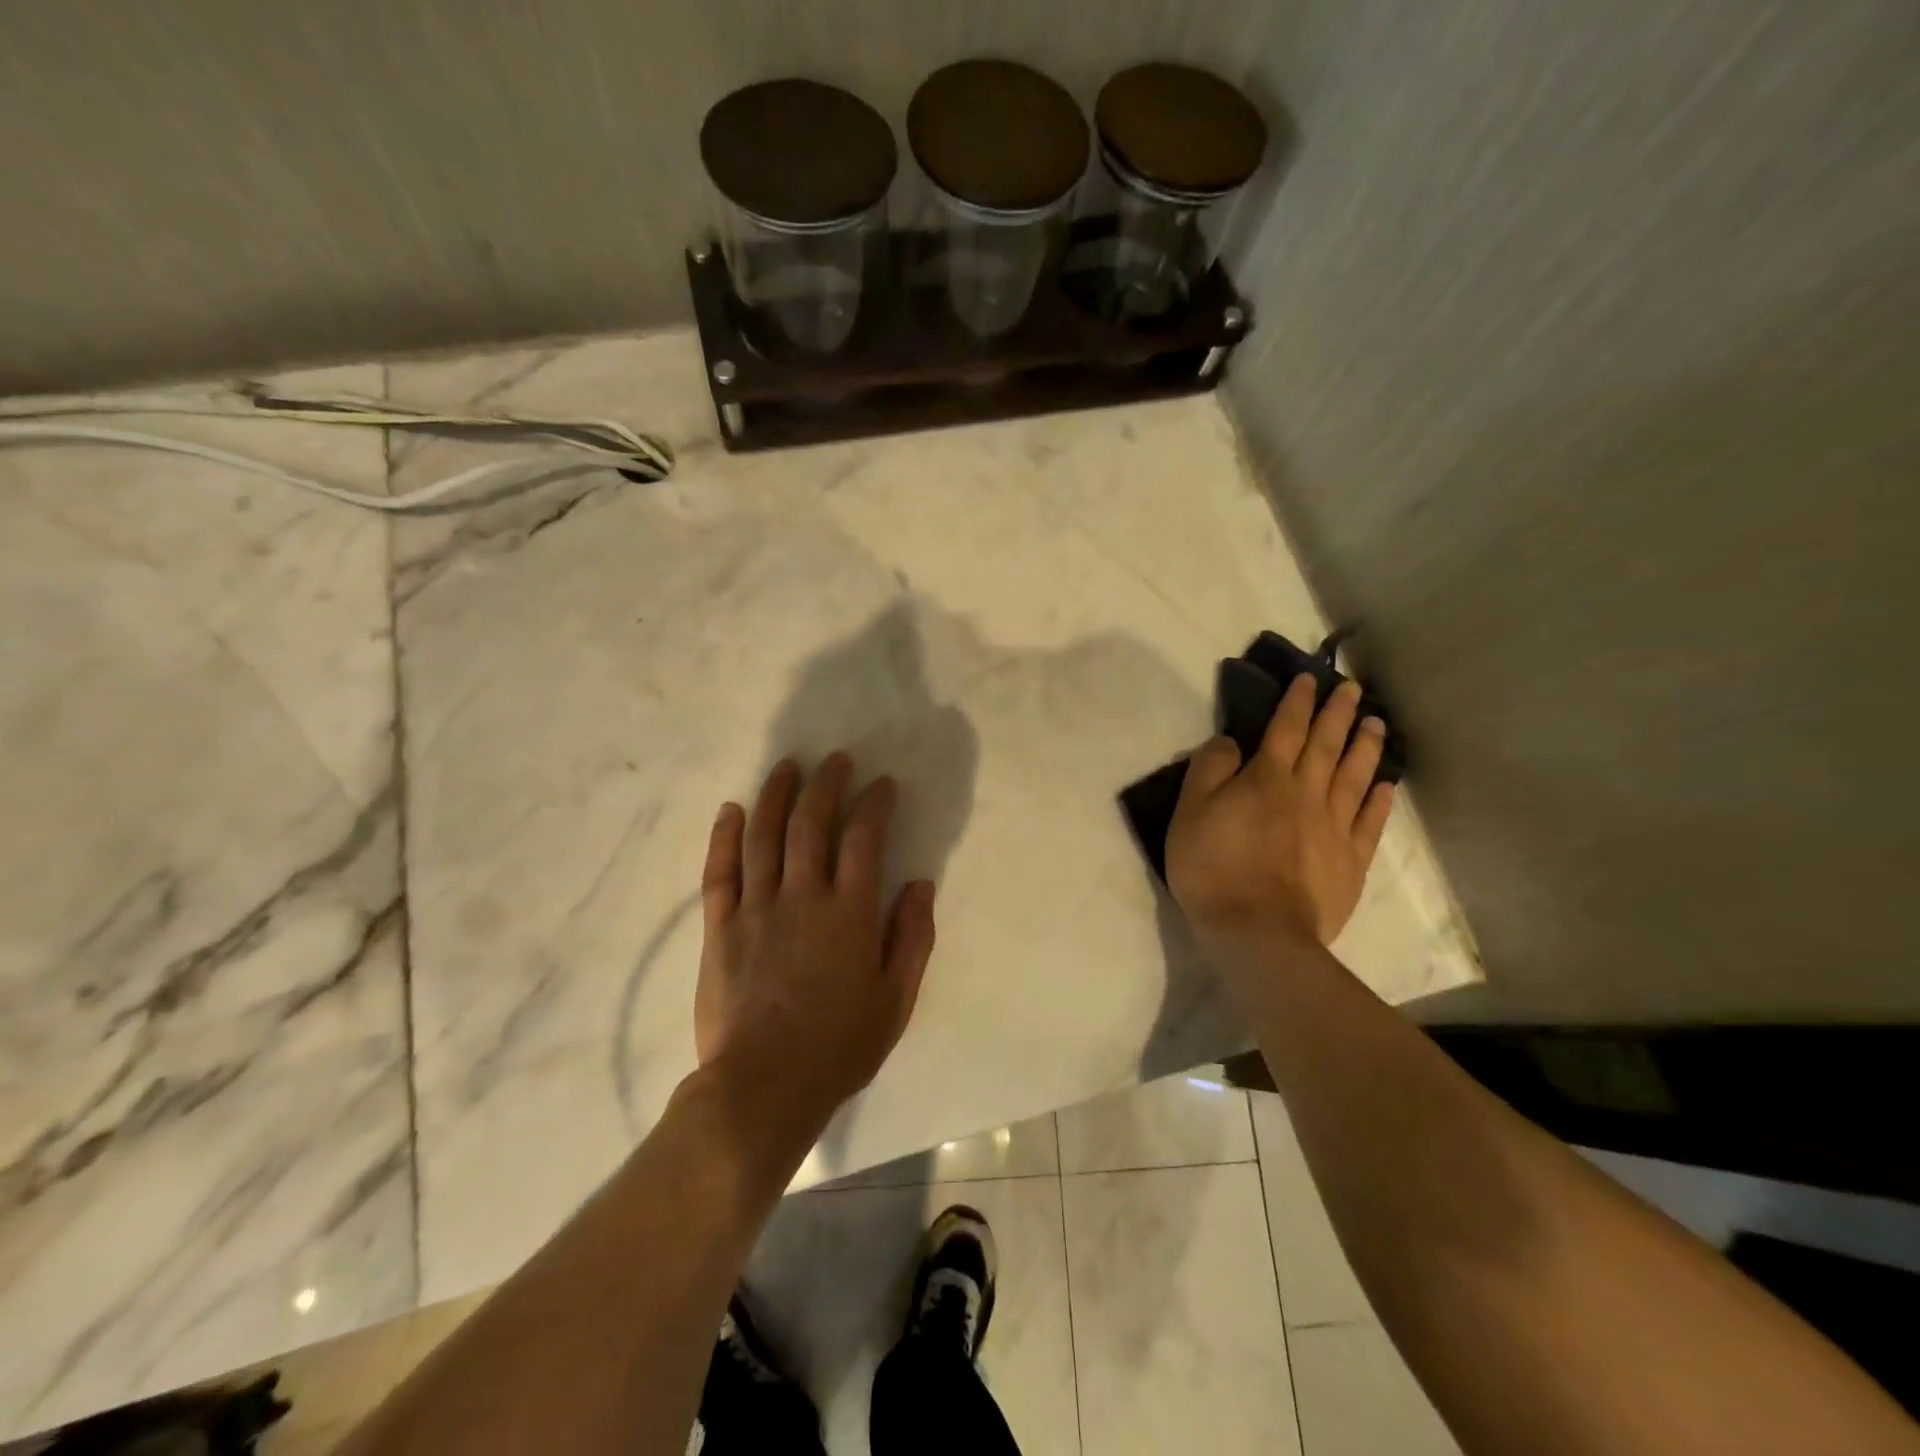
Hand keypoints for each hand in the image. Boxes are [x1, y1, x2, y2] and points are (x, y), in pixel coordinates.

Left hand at [695, 753, 936, 1134]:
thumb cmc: (838, 1047)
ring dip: (777, 795)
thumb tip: (920, 885)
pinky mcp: (720, 927)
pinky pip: (721, 871)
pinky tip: (732, 809)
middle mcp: (803, 898)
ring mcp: (756, 909)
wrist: (763, 1088)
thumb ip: (911, 939)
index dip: (874, 804)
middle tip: (835, 760)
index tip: (881, 784)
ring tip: (788, 766)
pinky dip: (726, 836)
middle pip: (812, 825)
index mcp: (849, 914)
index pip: (865, 840)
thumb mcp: (895, 1000)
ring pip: (765, 836)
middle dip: (826, 785)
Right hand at [1165, 674, 1394, 956]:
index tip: (1309, 679)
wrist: (1257, 932)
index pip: (1286, 729)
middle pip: (1327, 745)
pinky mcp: (1350, 861)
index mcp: (1267, 778)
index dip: (1297, 701)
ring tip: (1376, 723)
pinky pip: (1370, 822)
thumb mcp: (1189, 812)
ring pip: (1355, 776)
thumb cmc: (1213, 868)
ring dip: (1366, 746)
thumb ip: (1208, 770)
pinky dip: (1380, 799)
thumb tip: (1230, 741)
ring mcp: (1334, 827)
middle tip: (1353, 688)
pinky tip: (1387, 784)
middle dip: (1338, 713)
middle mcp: (1307, 793)